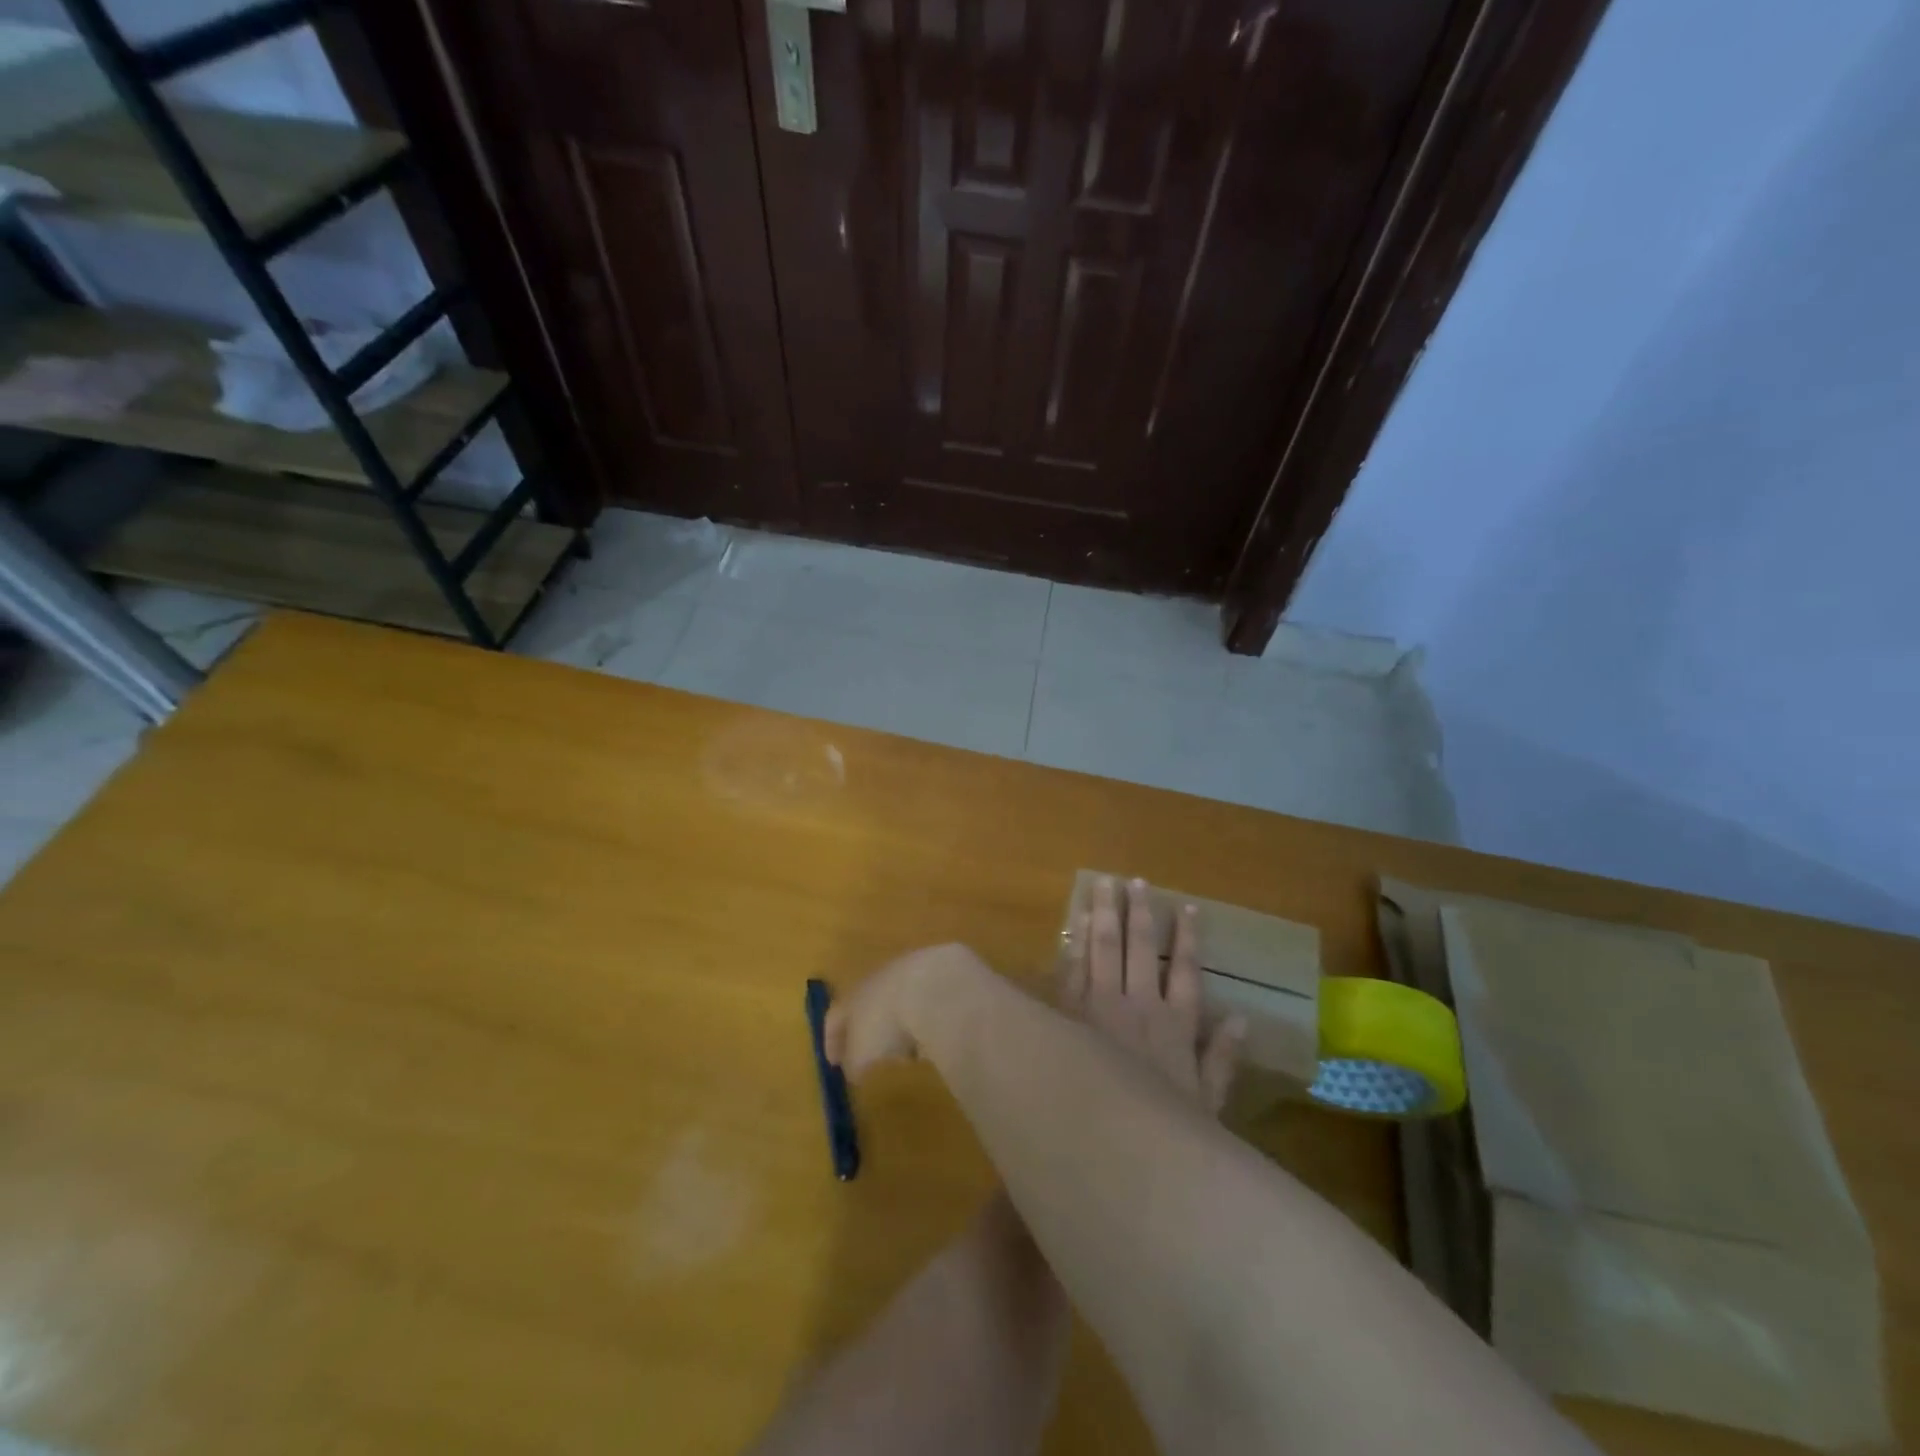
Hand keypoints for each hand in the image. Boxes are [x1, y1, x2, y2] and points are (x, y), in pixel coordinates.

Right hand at [823, 942, 989, 1079]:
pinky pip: (930, 1003)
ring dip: (902, 1024)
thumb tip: (852, 1069)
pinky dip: (928, 1020)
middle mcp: (881, 977)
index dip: (832, 1039)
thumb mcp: (862, 1053)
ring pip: (902, 1000)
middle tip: (873, 1055)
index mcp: (854, 993)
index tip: (833, 1062)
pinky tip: (936, 1039)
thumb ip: (853, 1062)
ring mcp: (915, 971)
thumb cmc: (888, 1022)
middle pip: (870, 1003)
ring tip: (909, 1052)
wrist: (937, 987)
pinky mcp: (945, 974)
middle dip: (870, 1028)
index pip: (836, 1014)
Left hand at [1059, 877, 1243, 1113]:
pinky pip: (1071, 968)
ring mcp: (1099, 1006)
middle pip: (1140, 948)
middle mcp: (1138, 1005)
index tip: (1187, 907)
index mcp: (1175, 1025)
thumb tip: (1241, 1018)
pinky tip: (1073, 921)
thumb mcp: (1207, 1105)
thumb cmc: (1162, 1130)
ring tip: (1103, 883)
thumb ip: (1223, 1059)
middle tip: (1134, 881)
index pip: (1186, 970)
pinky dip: (1073, 942)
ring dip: (1103, 914)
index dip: (1188, 938)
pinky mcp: (1068, 1012)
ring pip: (1103, 948)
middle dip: (1138, 912)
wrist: (1105, 1145)